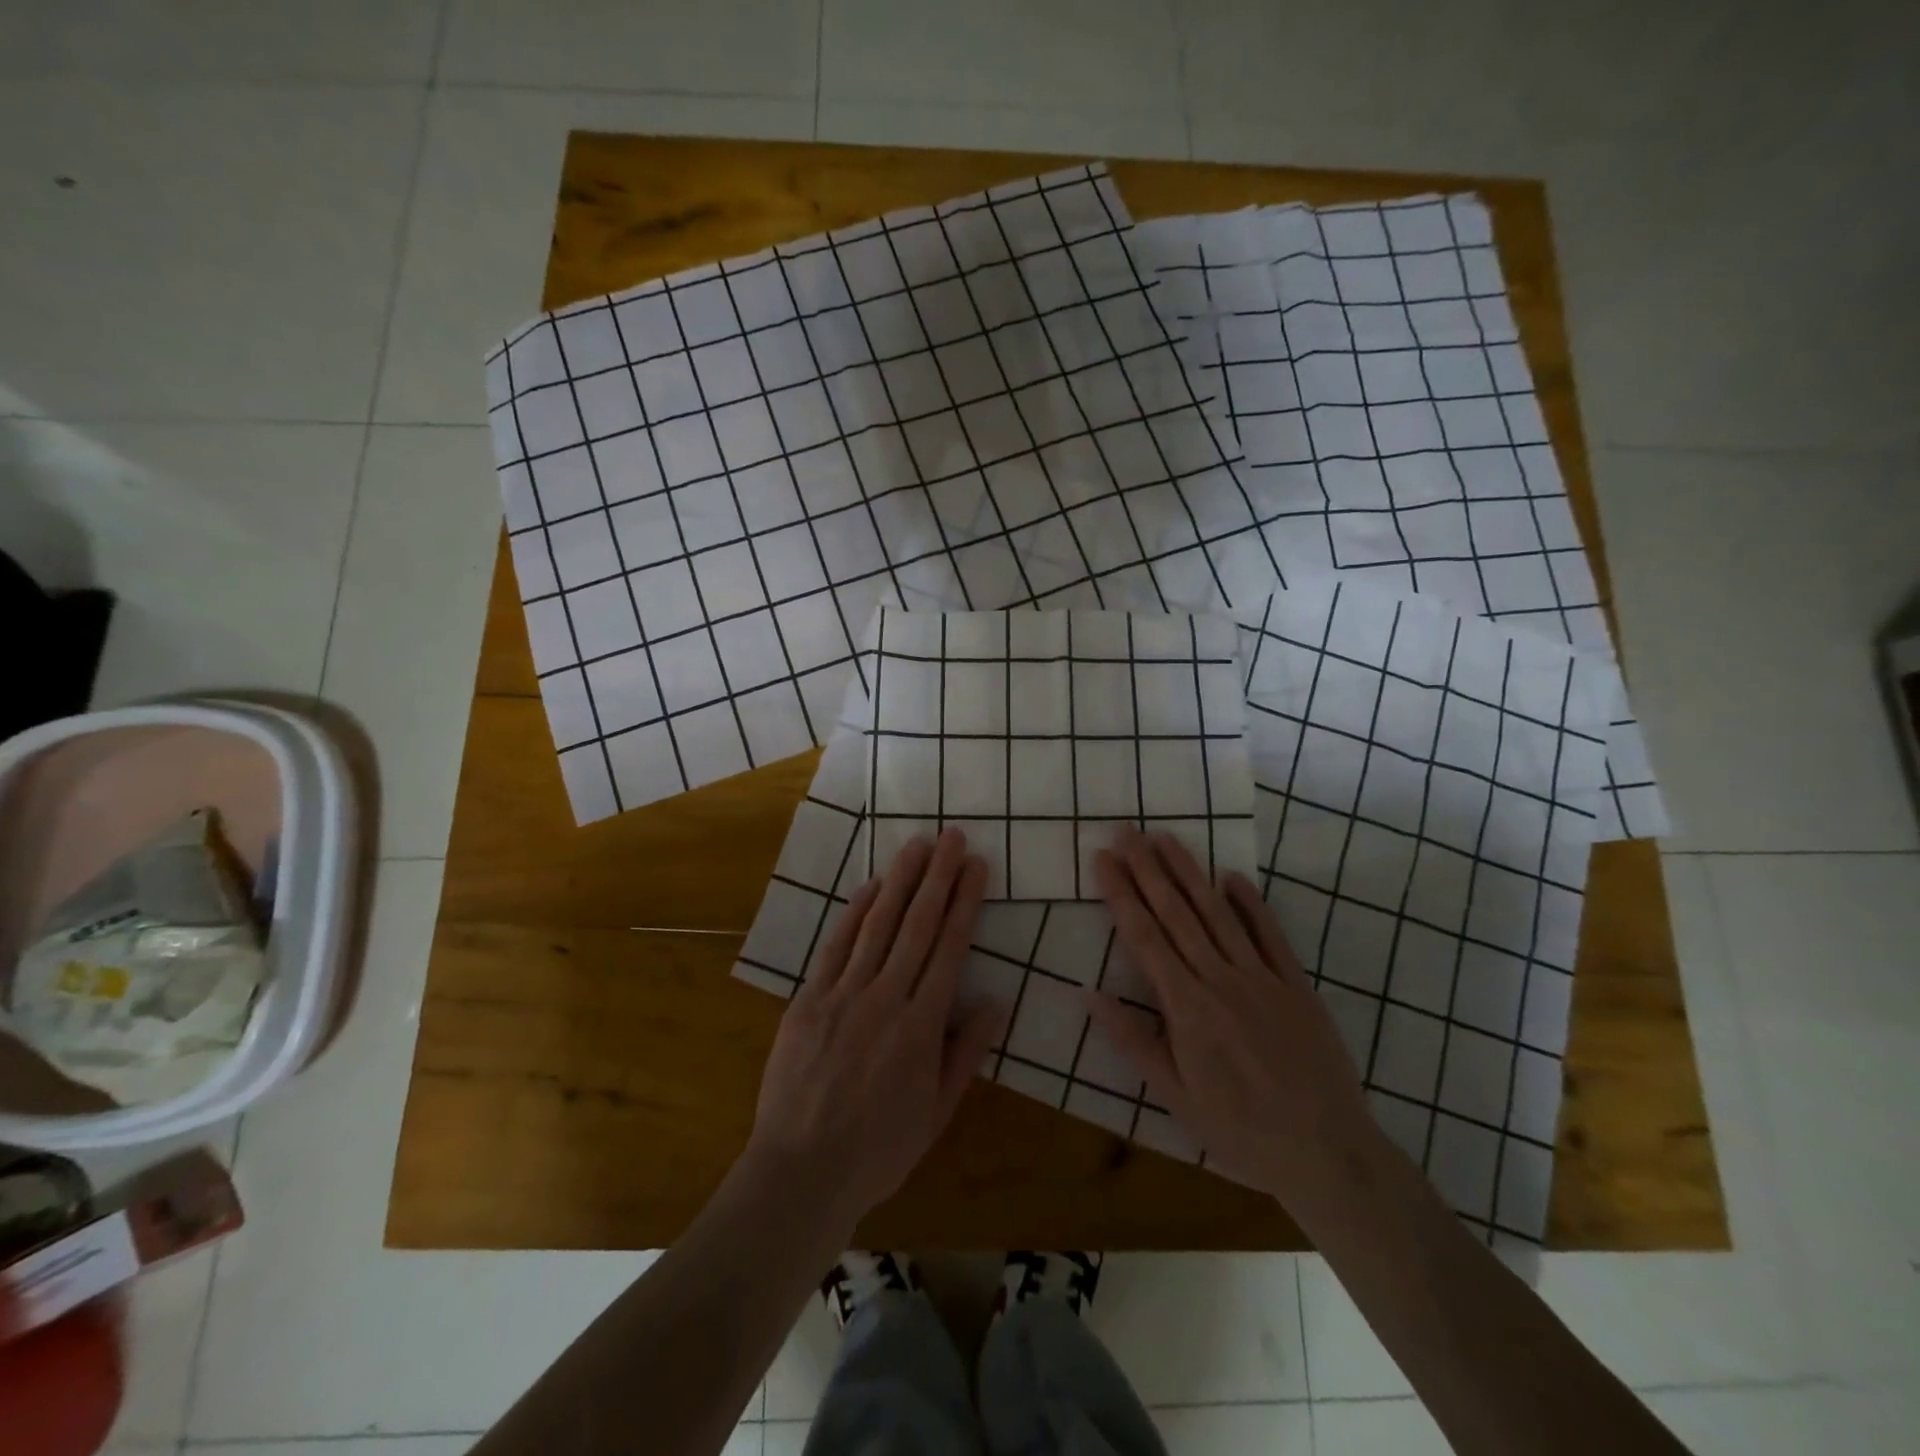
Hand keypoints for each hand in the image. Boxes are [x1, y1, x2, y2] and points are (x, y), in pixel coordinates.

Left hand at [743, 828, 998, 1231]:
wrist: (801, 1171)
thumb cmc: (879, 1149)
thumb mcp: (937, 1111)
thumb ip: (965, 1052)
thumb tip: (994, 1001)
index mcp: (921, 1025)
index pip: (949, 948)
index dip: (965, 903)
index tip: (977, 866)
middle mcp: (885, 998)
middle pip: (917, 925)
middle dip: (938, 877)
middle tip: (953, 837)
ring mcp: (843, 995)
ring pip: (877, 926)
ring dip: (899, 881)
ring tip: (917, 846)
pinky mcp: (809, 1000)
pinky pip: (835, 947)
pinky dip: (854, 914)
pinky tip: (870, 888)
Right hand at [1090, 827, 1377, 1213]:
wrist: (1327, 1153)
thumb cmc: (1239, 1130)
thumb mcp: (1175, 1096)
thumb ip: (1133, 1041)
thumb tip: (1089, 994)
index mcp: (1186, 1006)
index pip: (1144, 937)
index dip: (1121, 894)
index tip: (1103, 858)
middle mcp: (1220, 979)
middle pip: (1177, 913)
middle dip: (1147, 868)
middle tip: (1127, 830)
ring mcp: (1262, 978)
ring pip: (1218, 914)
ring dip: (1189, 873)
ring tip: (1166, 838)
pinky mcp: (1296, 985)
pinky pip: (1270, 935)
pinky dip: (1251, 903)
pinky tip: (1232, 876)